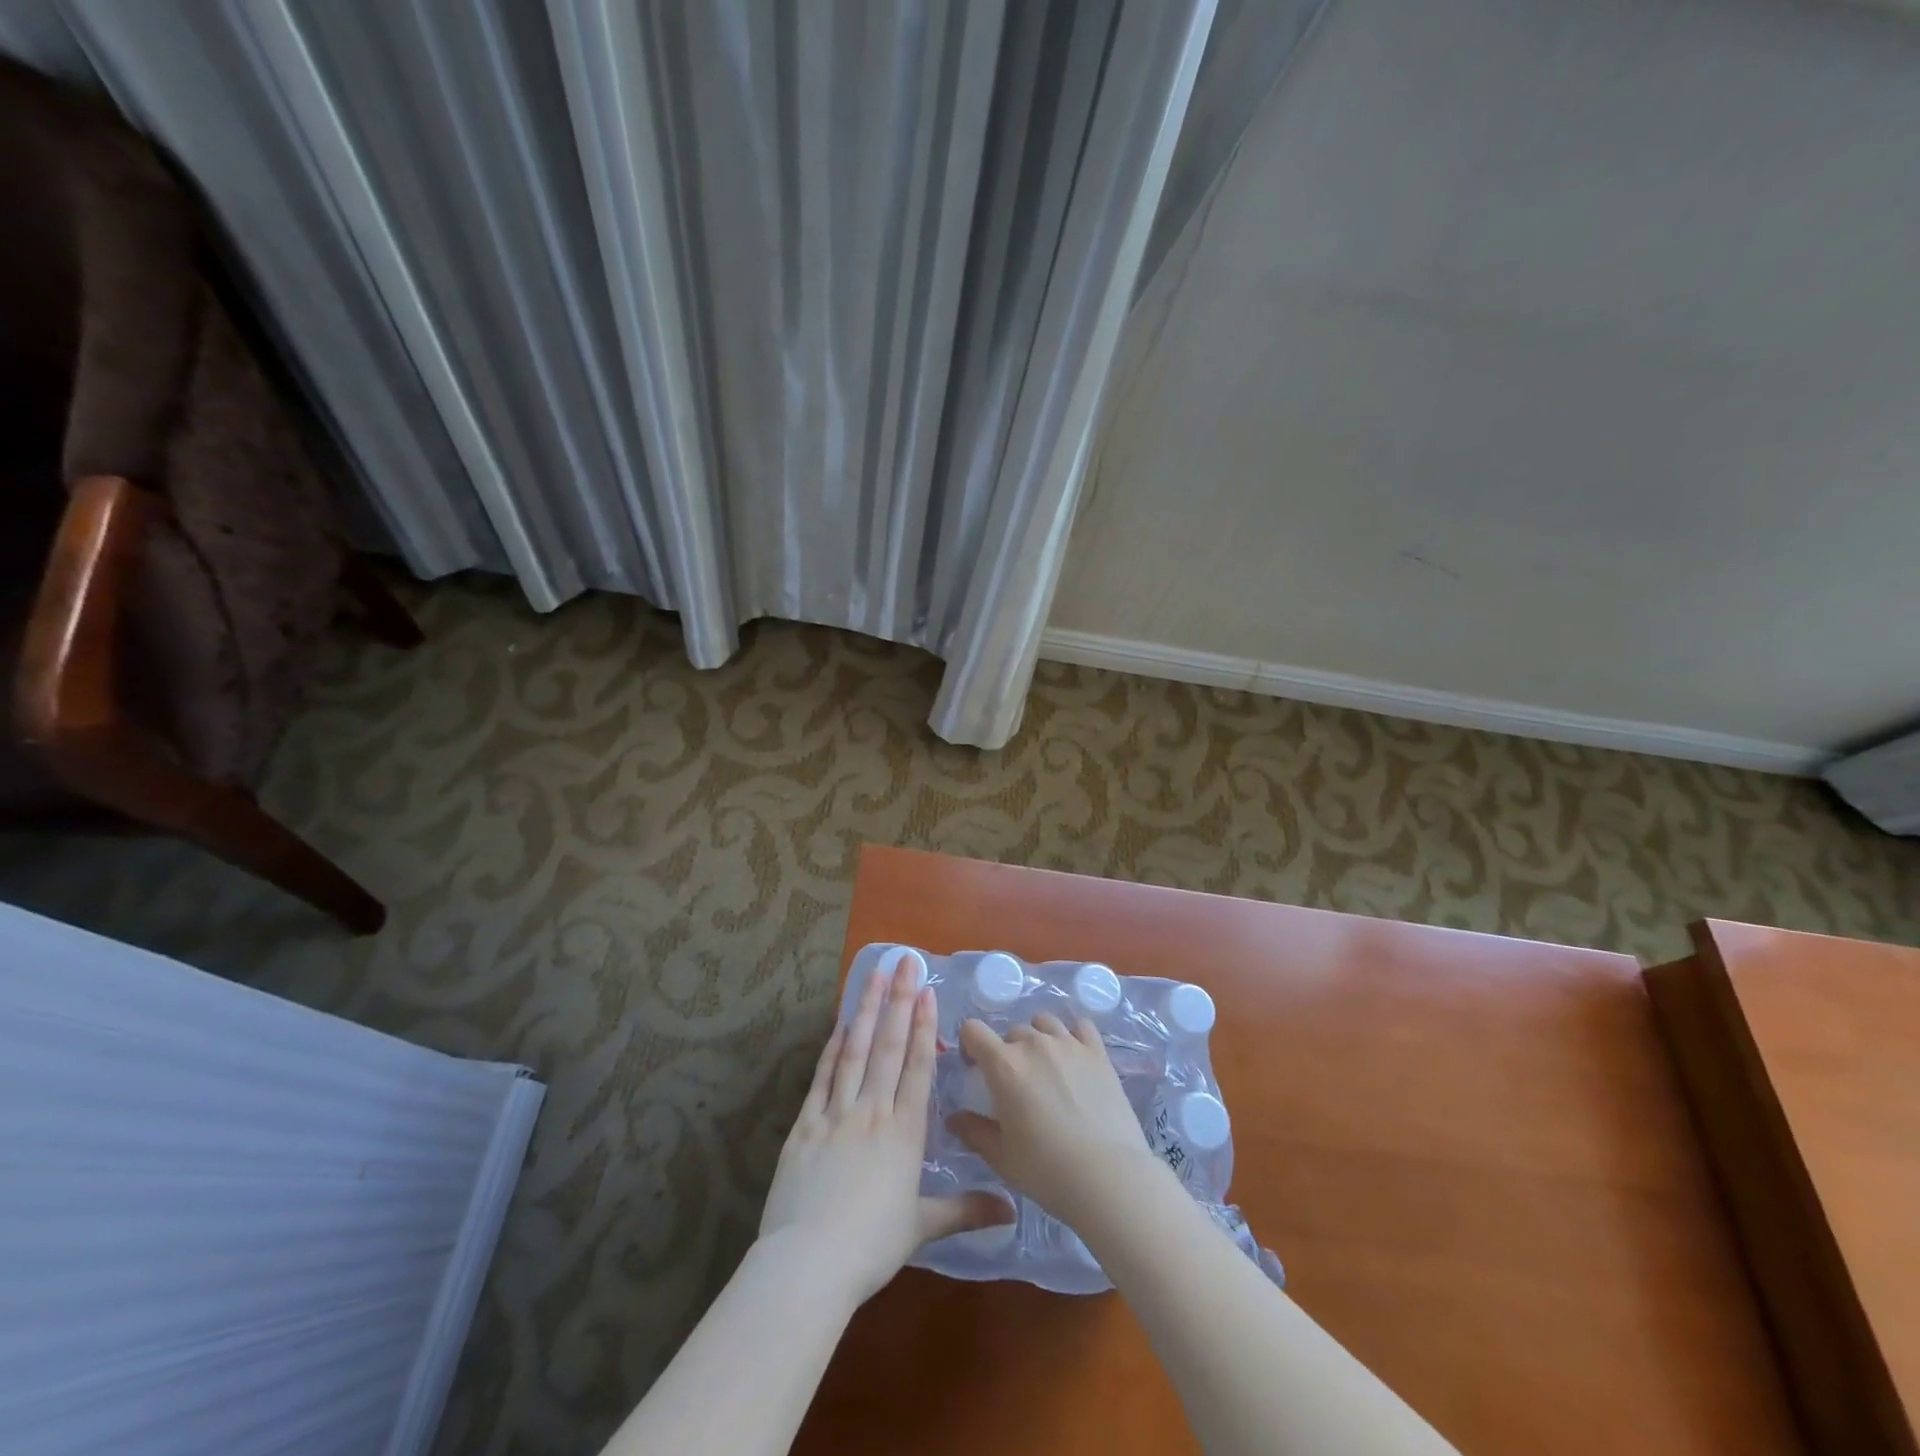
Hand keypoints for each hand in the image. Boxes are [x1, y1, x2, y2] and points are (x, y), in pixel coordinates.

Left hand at [759, 961, 1011, 1304]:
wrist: (807, 1264)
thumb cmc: (870, 1247)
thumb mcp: (922, 1227)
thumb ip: (964, 1210)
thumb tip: (1011, 1211)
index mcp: (903, 1132)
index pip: (916, 1068)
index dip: (922, 1027)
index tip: (926, 992)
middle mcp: (872, 1112)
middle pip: (888, 1047)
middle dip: (898, 1001)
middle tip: (904, 962)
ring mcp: (835, 1114)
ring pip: (855, 1051)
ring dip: (866, 1010)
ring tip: (874, 975)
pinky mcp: (804, 1125)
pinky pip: (822, 1076)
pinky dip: (833, 1047)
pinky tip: (839, 1024)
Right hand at [949, 1013, 1165, 1226]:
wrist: (1108, 1177)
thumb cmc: (1046, 1170)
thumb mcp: (1001, 1156)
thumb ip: (973, 1132)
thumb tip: (954, 1118)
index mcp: (1004, 1065)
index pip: (973, 1030)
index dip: (969, 1045)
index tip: (974, 1068)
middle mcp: (1034, 1044)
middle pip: (1011, 1032)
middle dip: (1008, 1051)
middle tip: (1016, 1083)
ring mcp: (1069, 1044)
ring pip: (1044, 1023)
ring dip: (1038, 1038)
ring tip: (1046, 1067)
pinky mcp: (1098, 1051)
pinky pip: (1080, 1025)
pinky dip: (1072, 1034)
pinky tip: (1074, 1056)